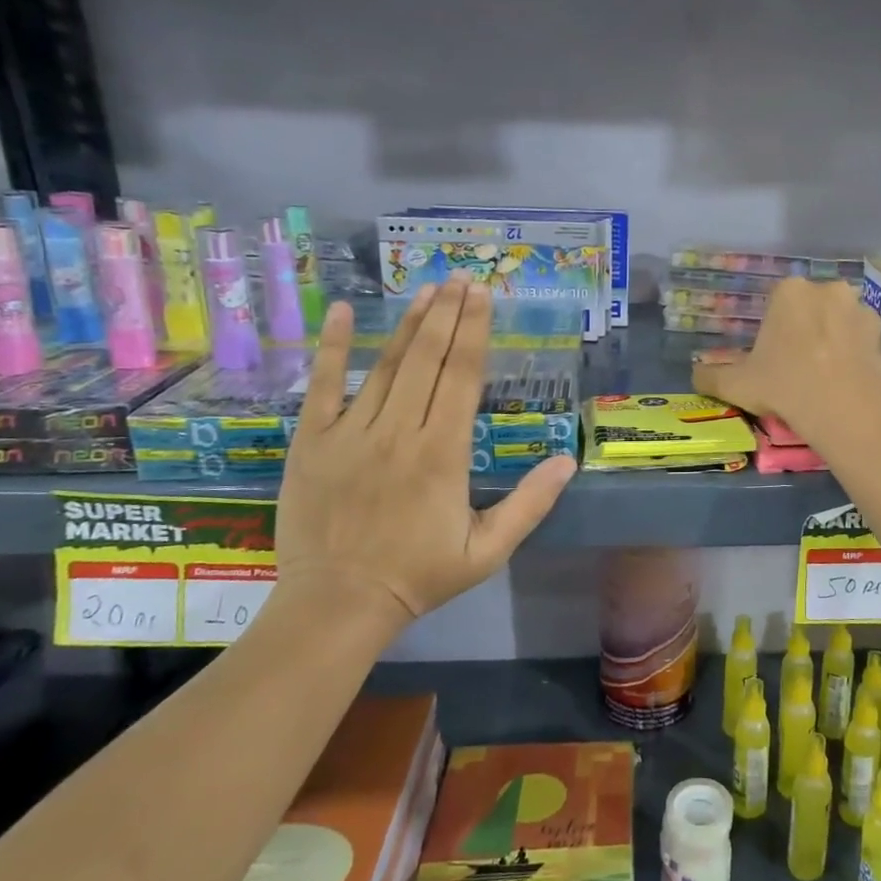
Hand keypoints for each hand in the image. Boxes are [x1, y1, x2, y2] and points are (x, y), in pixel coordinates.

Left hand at [274, 279, 575, 636]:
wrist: (338, 603)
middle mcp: (400, 430)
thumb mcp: (488, 550)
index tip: (483, 295)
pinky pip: (322, 385)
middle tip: (461, 277)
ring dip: (408, 324)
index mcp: (443, 452)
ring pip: (385, 365)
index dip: (474, 330)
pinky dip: (331, 347)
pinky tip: (339, 312)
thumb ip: (530, 503)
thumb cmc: (420, 576)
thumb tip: (567, 461)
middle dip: (447, 313)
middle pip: (428, 358)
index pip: (462, 376)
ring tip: (427, 290)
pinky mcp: (313, 441)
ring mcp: (351, 432)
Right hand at [690, 277, 880, 440]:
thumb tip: (695, 373)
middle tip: (798, 370)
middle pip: (811, 310)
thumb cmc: (783, 384)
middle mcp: (828, 290)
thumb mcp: (735, 384)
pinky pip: (864, 344)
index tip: (772, 360)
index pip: (777, 304)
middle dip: (806, 332)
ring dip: (834, 342)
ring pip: (840, 325)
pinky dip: (856, 358)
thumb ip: (710, 375)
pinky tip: (847, 385)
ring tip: (826, 380)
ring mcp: (862, 310)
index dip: (773, 333)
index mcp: (789, 291)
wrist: (844, 407)